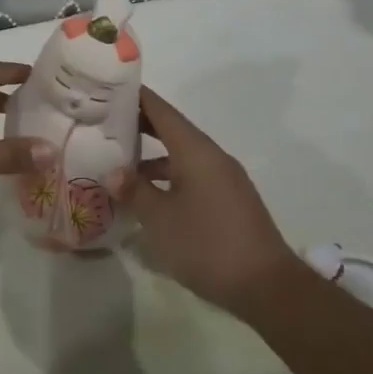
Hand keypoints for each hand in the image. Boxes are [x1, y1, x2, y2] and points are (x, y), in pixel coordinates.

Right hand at [127, 87, 300, 310]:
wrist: (267, 286)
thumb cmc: (208, 245)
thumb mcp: (160, 220)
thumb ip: (135, 191)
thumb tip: (114, 172)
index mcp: (196, 152)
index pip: (162, 111)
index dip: (136, 97)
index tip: (109, 87)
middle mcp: (213, 157)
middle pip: (172, 129)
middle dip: (140, 124)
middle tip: (105, 121)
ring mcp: (225, 179)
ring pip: (182, 155)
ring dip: (153, 155)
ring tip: (120, 161)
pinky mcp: (230, 200)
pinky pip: (193, 174)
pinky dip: (169, 176)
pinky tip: (150, 196)